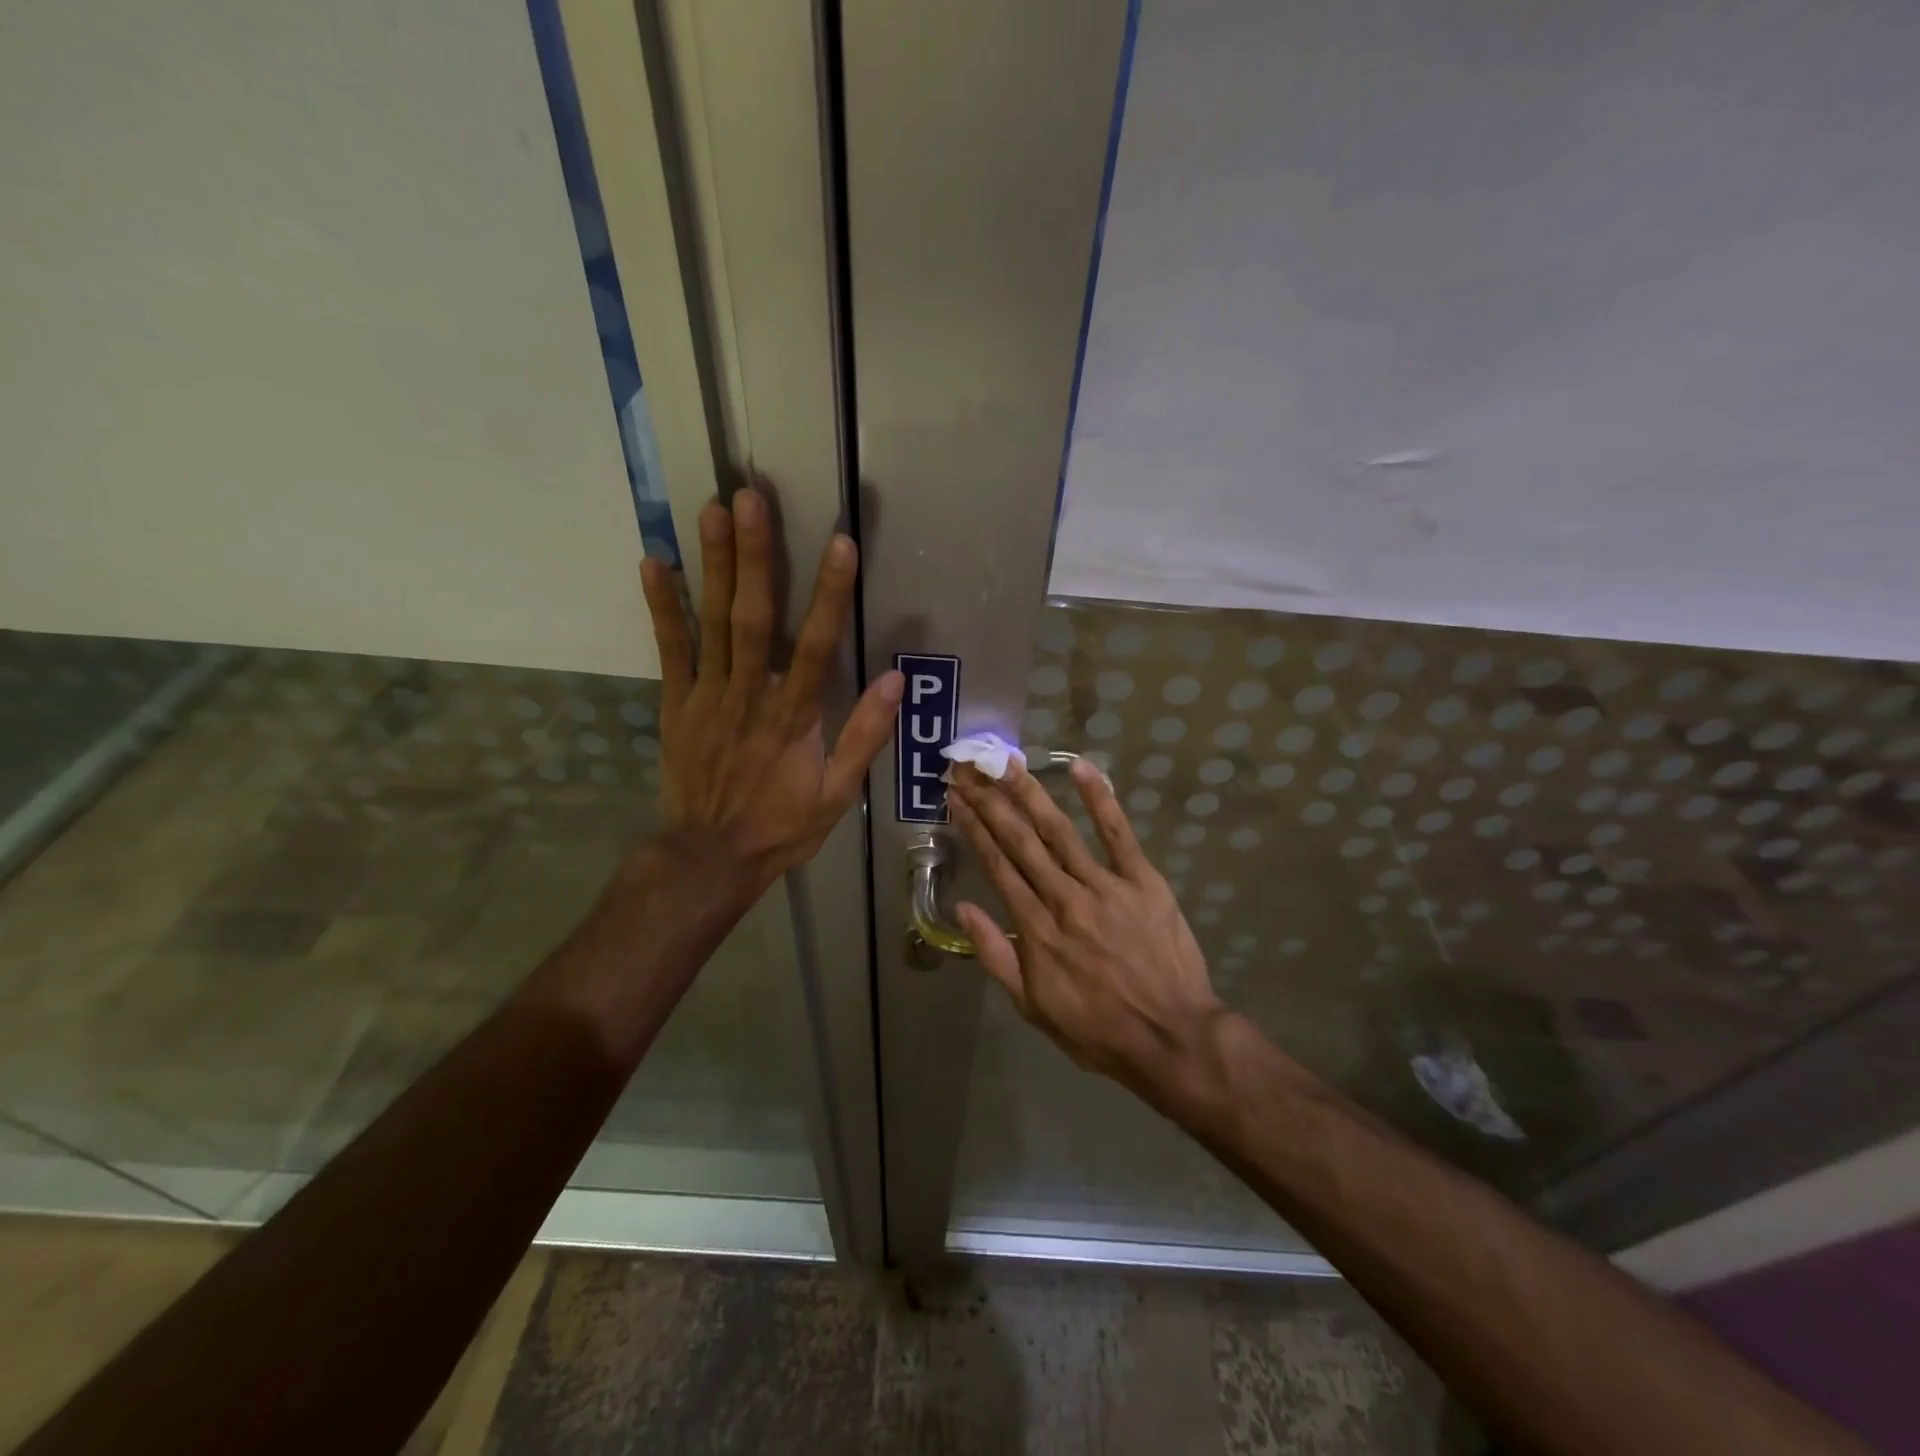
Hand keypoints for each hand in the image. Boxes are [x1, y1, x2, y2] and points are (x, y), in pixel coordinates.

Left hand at [639, 487, 902, 895]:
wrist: (710, 856)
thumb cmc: (781, 825)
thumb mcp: (838, 793)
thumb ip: (865, 736)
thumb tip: (896, 682)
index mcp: (795, 717)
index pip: (818, 646)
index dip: (831, 594)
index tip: (840, 544)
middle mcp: (750, 695)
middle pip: (755, 618)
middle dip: (757, 556)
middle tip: (751, 499)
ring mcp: (708, 696)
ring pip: (713, 622)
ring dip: (715, 565)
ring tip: (713, 510)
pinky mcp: (677, 703)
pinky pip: (670, 649)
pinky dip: (663, 606)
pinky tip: (655, 563)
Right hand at [947, 757, 1225, 1099]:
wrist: (1172, 1038)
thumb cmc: (1097, 1029)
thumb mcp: (1033, 1007)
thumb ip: (997, 955)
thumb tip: (965, 908)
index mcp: (1037, 930)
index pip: (997, 867)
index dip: (974, 829)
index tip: (957, 799)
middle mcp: (1064, 899)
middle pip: (1021, 841)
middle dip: (992, 802)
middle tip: (970, 769)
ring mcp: (1105, 886)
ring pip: (1060, 831)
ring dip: (1031, 793)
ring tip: (1008, 762)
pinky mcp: (1143, 881)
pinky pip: (1119, 834)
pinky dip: (1101, 800)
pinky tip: (1082, 768)